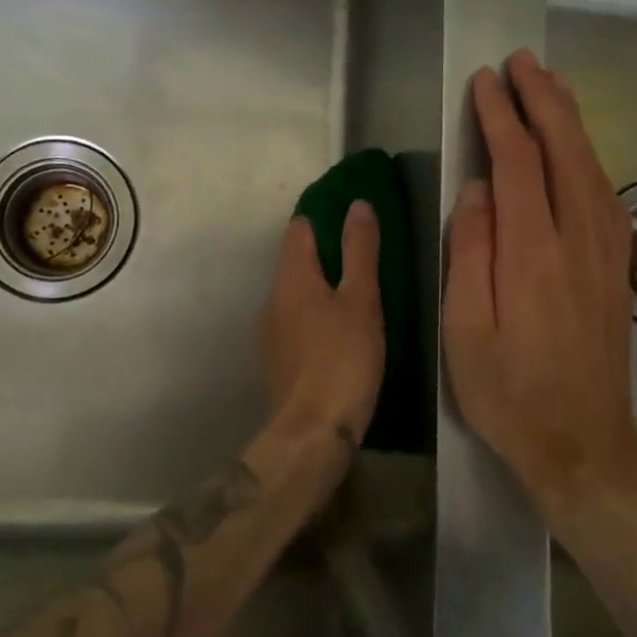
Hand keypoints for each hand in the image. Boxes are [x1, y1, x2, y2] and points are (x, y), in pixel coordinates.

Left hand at [260, 203, 384, 456]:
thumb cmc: (343, 359)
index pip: (299, 228)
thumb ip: (359, 251)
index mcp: (291, 278)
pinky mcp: (276, 359)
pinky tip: (340, 334)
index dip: (325, 219)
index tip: (354, 222)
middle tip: (366, 259)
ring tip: (358, 296)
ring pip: (296, 294)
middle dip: (326, 254)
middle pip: (296, 261)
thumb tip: (357, 205)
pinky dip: (315, 316)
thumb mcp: (361, 300)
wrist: (312, 432)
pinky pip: (295, 322)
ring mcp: (270, 331)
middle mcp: (272, 298)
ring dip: (321, 288)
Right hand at [443, 48, 636, 526]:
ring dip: (570, 120)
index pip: (518, 162)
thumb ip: (470, 251)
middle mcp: (577, 240)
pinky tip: (577, 147)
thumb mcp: (464, 330)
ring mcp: (605, 252)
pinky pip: (605, 193)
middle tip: (522, 61)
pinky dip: (589, 155)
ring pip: (591, 166)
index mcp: (531, 253)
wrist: (584, 444)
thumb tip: (477, 188)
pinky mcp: (617, 267)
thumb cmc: (509, 392)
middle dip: (542, 100)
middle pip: (564, 150)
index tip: (484, 83)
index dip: (500, 116)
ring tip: (551, 85)